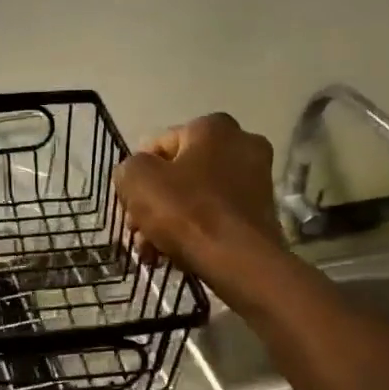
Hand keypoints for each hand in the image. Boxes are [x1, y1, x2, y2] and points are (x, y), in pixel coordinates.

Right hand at [113, 113, 285, 278]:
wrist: (240, 262)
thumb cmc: (187, 212)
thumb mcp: (138, 180)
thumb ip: (128, 168)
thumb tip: (134, 174)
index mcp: (213, 127)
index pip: (157, 145)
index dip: (135, 175)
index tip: (128, 204)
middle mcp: (241, 144)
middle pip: (177, 174)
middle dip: (152, 204)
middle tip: (137, 232)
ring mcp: (256, 180)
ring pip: (194, 198)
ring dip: (168, 222)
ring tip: (151, 251)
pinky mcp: (261, 213)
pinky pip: (215, 216)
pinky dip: (193, 232)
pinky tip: (174, 255)